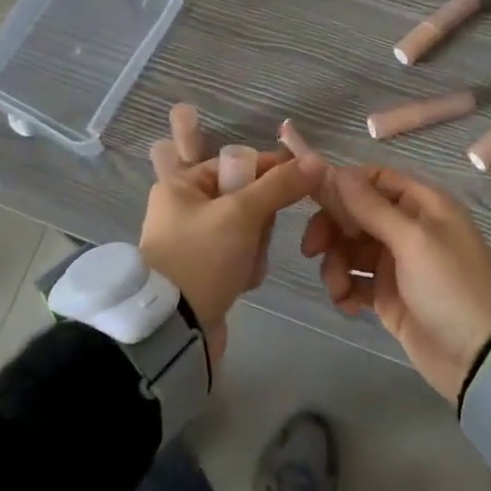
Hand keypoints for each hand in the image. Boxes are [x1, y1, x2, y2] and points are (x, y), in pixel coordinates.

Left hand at [142, 135, 322, 364]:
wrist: (174, 329)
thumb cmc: (202, 257)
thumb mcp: (242, 214)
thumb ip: (279, 185)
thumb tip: (316, 161)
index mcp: (181, 185)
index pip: (236, 163)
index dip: (270, 170)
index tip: (301, 181)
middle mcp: (182, 207)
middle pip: (243, 198)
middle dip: (259, 220)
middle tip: (257, 237)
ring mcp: (191, 240)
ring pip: (244, 229)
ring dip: (254, 247)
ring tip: (246, 266)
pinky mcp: (201, 269)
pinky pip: (236, 255)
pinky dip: (245, 266)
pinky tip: (241, 282)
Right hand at [301, 166, 490, 401]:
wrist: (481, 360)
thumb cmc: (452, 287)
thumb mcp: (412, 241)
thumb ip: (370, 207)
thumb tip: (334, 171)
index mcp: (422, 204)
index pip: (374, 179)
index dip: (343, 186)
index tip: (312, 198)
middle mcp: (408, 227)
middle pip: (356, 213)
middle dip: (331, 229)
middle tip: (311, 249)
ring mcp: (397, 263)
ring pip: (350, 248)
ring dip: (336, 264)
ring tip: (338, 289)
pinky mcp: (388, 295)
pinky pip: (355, 280)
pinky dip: (344, 289)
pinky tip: (347, 305)